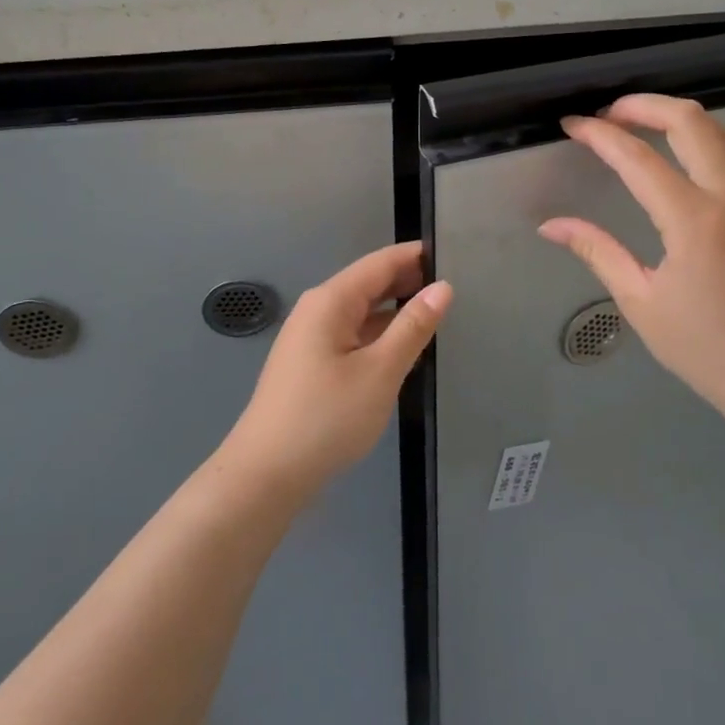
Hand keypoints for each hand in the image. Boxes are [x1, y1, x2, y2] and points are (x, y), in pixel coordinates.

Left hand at [222, 242, 451, 497]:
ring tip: (439, 313)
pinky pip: (353, 336)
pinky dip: (380, 335)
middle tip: (456, 284)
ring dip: (396, 310)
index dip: (415, 256)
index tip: (453, 251)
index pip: (380, 263)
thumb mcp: (380, 371)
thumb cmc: (327, 417)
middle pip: (369, 284)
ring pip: (362, 312)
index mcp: (330, 301)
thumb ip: (413, 326)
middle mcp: (317, 310)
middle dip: (408, 281)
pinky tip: (405, 348)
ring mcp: (311, 338)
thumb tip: (442, 288)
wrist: (267, 474)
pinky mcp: (311, 365)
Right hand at [538, 94, 724, 430]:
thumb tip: (550, 225)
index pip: (638, 158)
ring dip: (676, 117)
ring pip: (720, 132)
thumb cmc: (704, 348)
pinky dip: (699, 140)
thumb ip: (596, 251)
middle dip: (644, 105)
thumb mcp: (639, 301)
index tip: (572, 124)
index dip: (600, 135)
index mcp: (694, 222)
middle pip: (691, 122)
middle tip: (607, 113)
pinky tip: (674, 156)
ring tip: (636, 124)